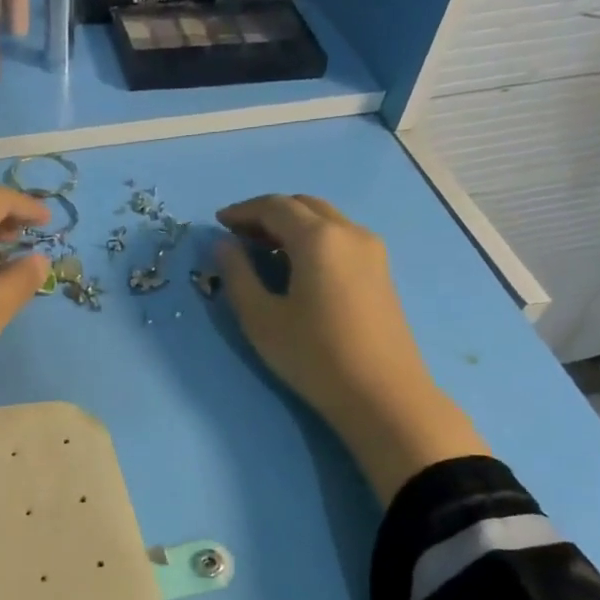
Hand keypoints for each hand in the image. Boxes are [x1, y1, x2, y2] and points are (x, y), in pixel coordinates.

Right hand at [215, 194, 488, 502]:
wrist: (381, 394)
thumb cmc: (314, 356)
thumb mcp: (261, 319)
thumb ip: (237, 275)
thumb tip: (224, 245)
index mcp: (318, 238)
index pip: (275, 207)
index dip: (243, 211)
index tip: (218, 223)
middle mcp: (349, 232)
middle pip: (303, 205)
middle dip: (268, 214)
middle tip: (239, 235)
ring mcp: (371, 251)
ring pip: (325, 220)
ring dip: (292, 225)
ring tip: (264, 250)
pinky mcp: (381, 271)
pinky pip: (340, 238)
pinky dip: (313, 239)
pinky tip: (297, 267)